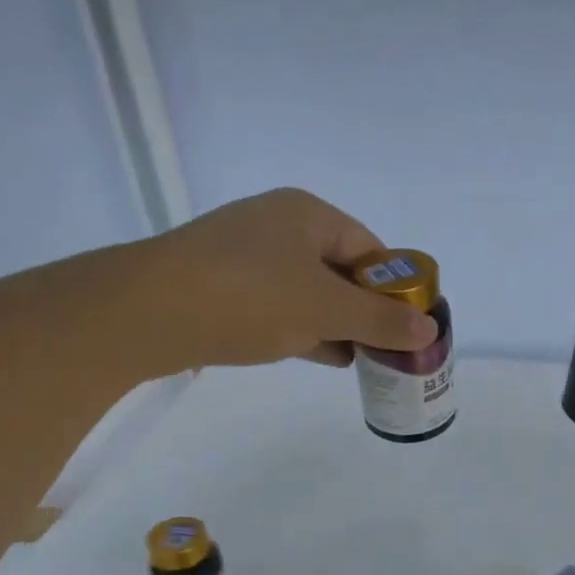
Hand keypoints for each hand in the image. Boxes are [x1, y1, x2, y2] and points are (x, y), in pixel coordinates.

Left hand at [127, 189, 436, 370]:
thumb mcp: (325, 308)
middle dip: (367, 310)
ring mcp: (246, 258)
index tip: (410, 326)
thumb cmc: (248, 296)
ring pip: (309, 291)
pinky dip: (305, 329)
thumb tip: (430, 329)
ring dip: (337, 324)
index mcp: (307, 215)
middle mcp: (278, 227)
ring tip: (364, 359)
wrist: (145, 313)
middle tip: (389, 348)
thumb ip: (380, 320)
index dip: (395, 288)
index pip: (370, 249)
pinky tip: (324, 357)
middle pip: (340, 270)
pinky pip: (280, 307)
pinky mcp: (223, 288)